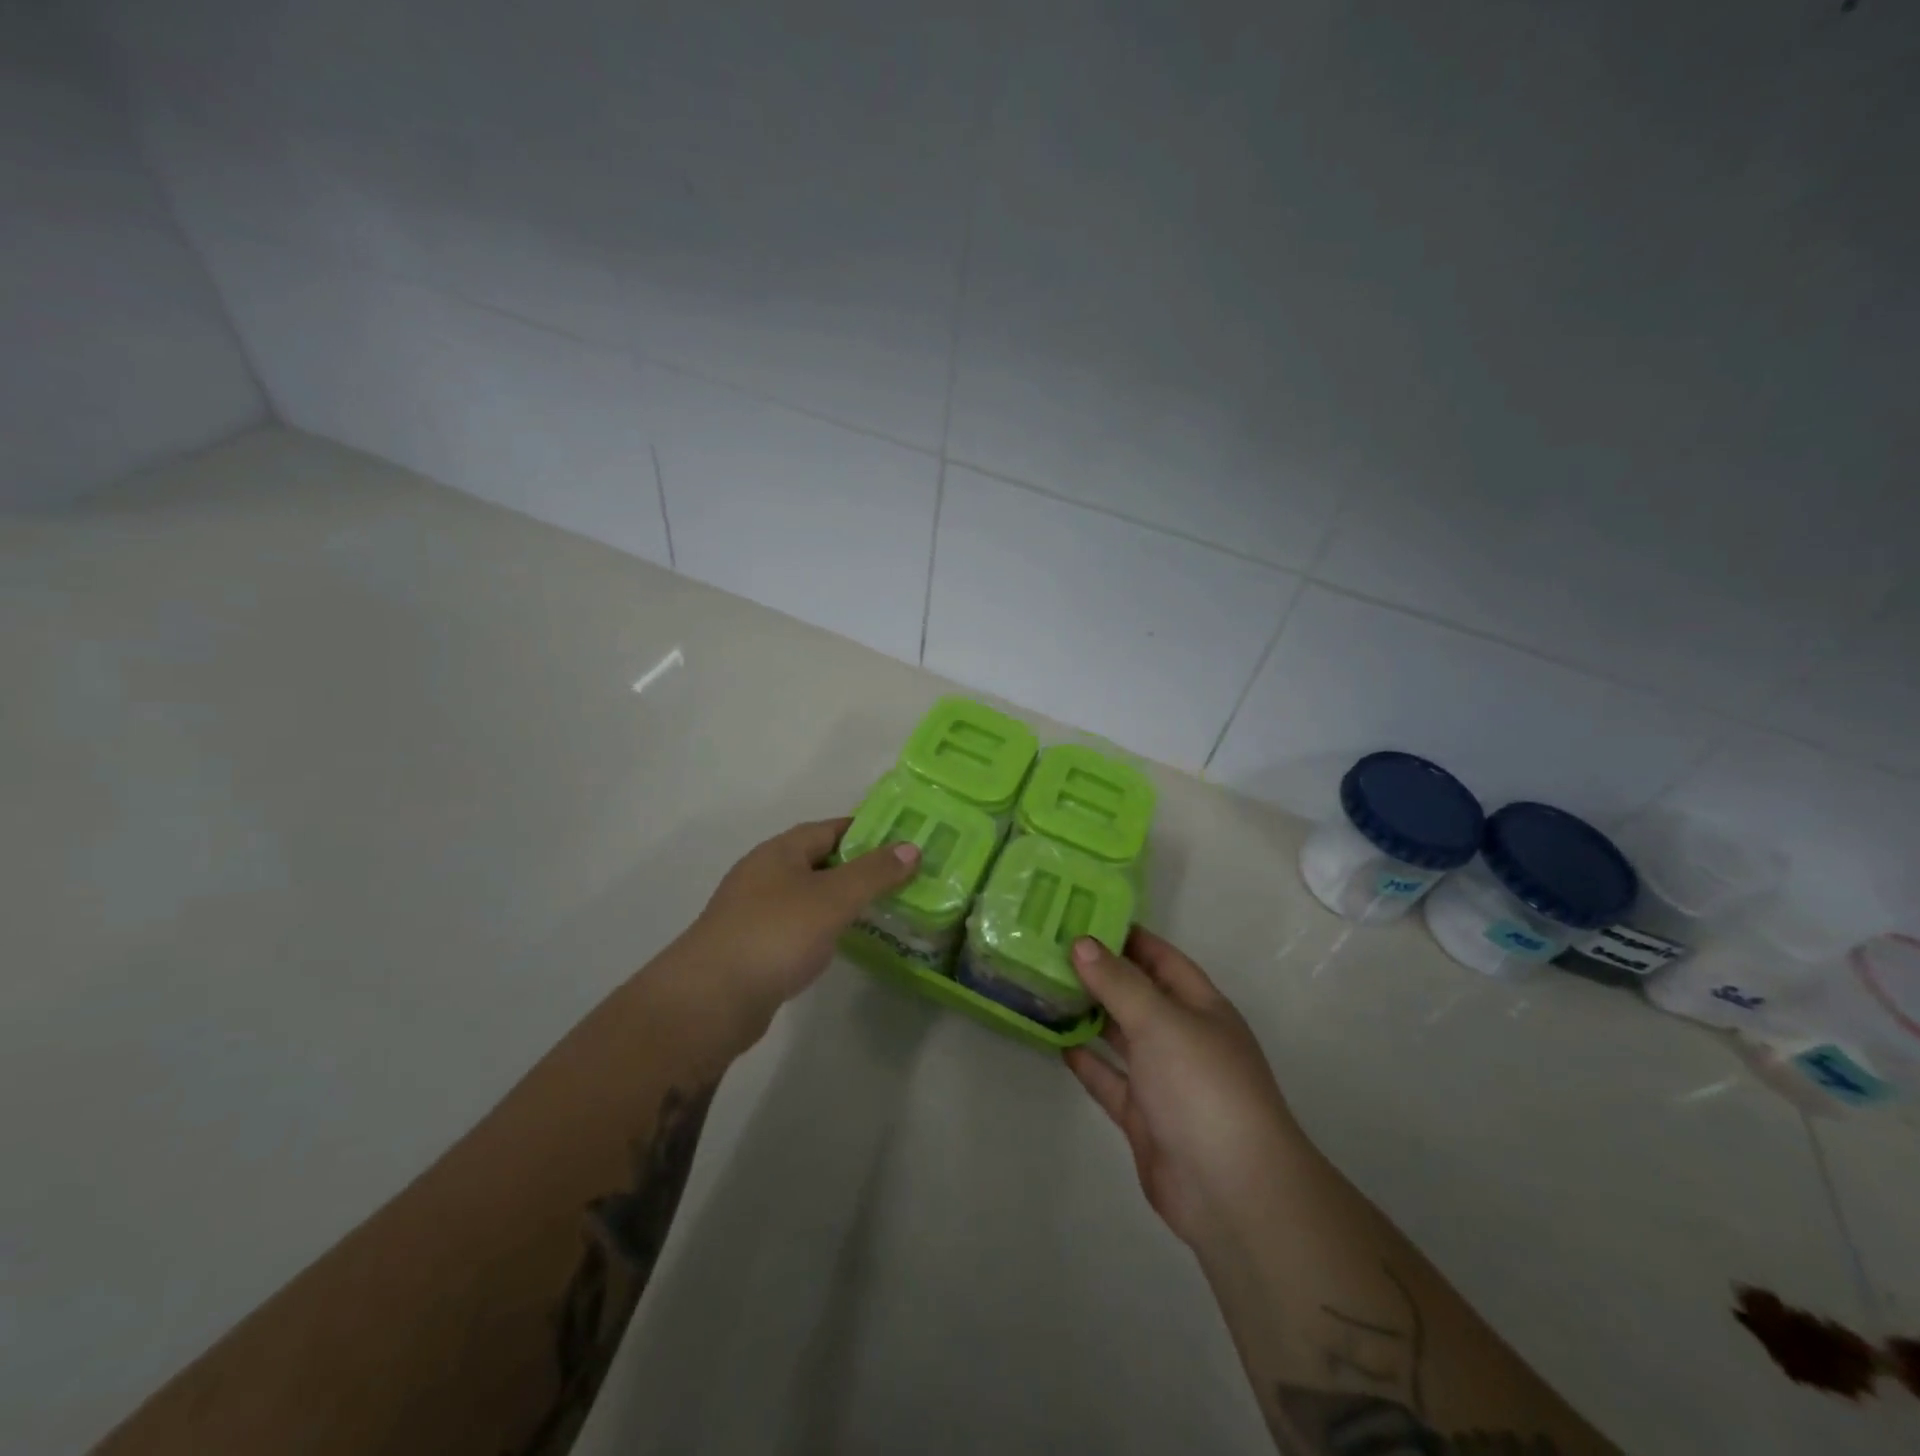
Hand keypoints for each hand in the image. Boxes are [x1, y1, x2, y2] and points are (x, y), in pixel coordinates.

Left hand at [674, 818, 918, 1034]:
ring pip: (809, 896)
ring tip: (882, 910)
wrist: (710, 1001)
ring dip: (841, 900)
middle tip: (902, 879)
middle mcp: (764, 874)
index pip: (830, 828)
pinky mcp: (753, 948)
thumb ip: (874, 873)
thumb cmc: (775, 935)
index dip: (867, 832)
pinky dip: (823, 928)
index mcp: (780, 851)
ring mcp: (755, 912)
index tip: (903, 842)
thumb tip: (911, 847)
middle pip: (819, 861)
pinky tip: (842, 943)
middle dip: (859, 868)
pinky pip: (798, 927)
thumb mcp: (833, 898)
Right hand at [1064, 927, 1303, 1253]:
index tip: (1083, 916)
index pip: (1161, 958)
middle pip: (1138, 995)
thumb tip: (1082, 943)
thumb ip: (1119, 982)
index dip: (1127, 937)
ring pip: (1121, 1036)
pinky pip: (1111, 1080)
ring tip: (1046, 988)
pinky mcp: (1144, 1117)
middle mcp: (1183, 1037)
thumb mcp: (1161, 1020)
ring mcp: (1164, 1079)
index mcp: (1201, 1007)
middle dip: (1101, 973)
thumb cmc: (1202, 1086)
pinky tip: (1058, 1043)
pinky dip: (1088, 1062)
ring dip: (1089, 1015)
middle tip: (1051, 949)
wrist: (1230, 1189)